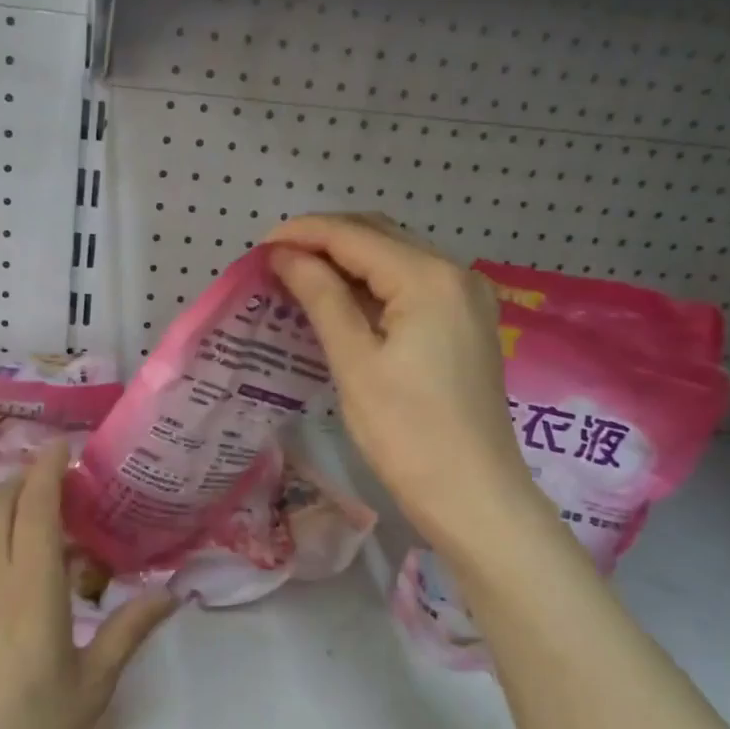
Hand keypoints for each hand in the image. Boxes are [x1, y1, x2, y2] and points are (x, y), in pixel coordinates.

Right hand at [269, 213, 543, 555]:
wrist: (472, 495)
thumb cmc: (407, 433)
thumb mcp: (355, 362)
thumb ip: (321, 297)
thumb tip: (284, 255)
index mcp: (429, 278)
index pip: (355, 236)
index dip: (303, 234)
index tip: (257, 249)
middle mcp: (456, 274)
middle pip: (379, 237)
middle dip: (323, 241)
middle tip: (273, 263)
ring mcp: (467, 298)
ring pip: (396, 259)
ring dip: (346, 261)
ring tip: (298, 279)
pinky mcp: (466, 323)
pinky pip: (411, 286)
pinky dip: (372, 285)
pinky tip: (340, 301)